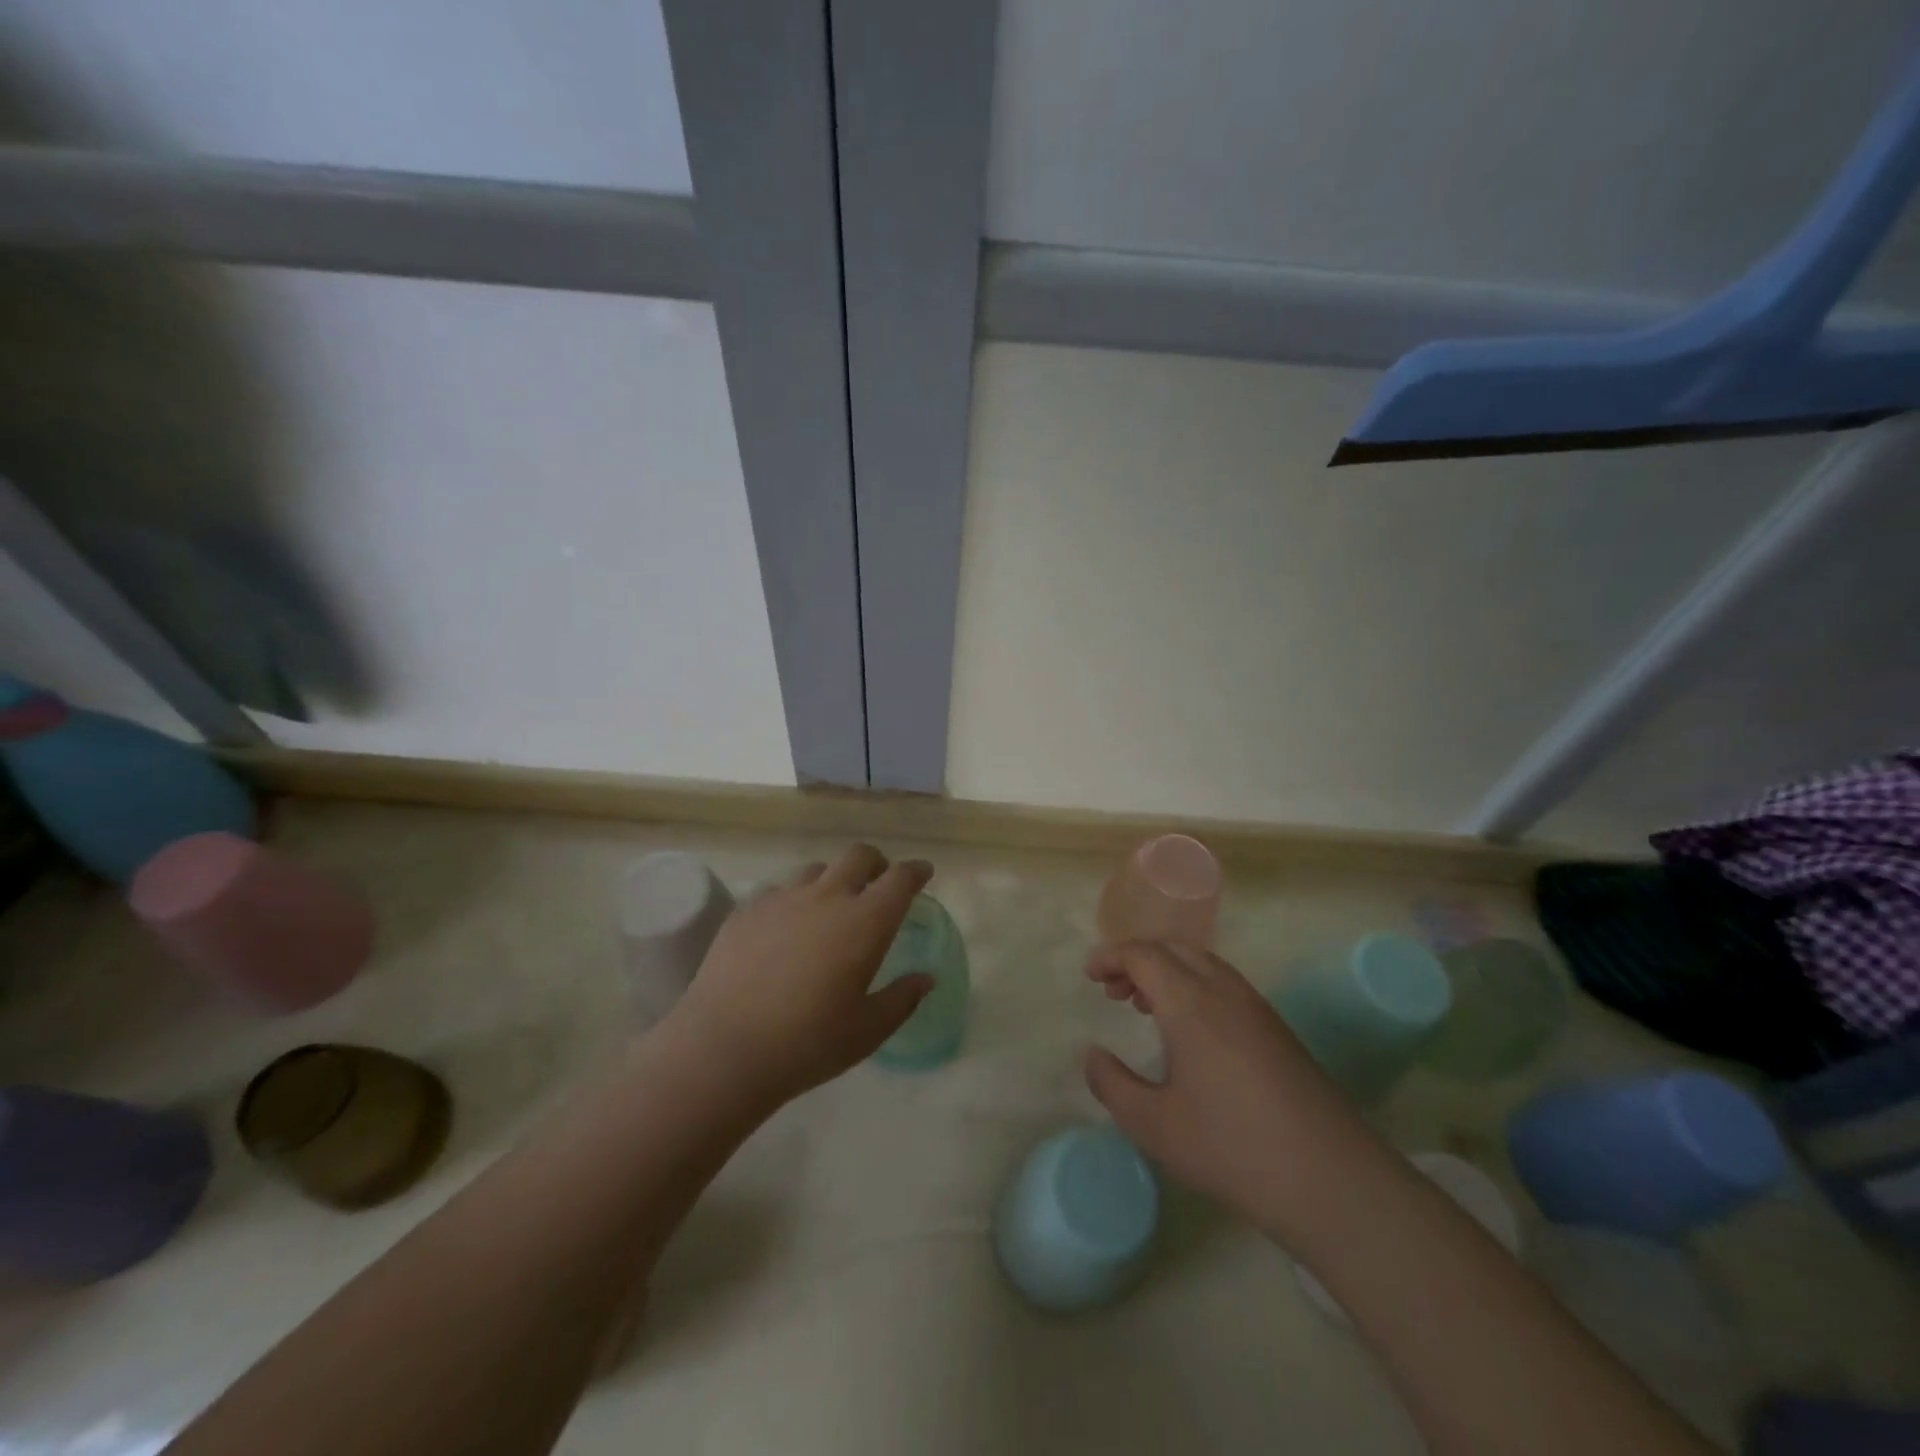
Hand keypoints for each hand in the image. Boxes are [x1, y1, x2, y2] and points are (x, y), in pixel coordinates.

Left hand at [661, 845, 933, 1108]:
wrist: (724, 1048)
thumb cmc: (808, 1043)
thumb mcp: (868, 1031)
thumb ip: (902, 998)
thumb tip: (925, 978)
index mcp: (865, 922)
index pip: (900, 879)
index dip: (916, 871)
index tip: (923, 873)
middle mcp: (827, 897)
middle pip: (858, 856)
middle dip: (876, 863)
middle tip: (879, 883)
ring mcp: (783, 899)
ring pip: (817, 869)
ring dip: (833, 879)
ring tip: (831, 907)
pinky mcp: (747, 911)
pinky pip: (780, 891)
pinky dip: (794, 900)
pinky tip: (787, 929)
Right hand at [1083, 941, 1367, 1234]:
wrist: (1333, 1180)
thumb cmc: (1233, 1149)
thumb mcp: (1155, 1126)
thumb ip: (1112, 1085)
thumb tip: (1092, 1054)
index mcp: (1190, 1003)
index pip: (1144, 954)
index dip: (1111, 957)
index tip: (1090, 976)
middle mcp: (1224, 991)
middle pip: (1174, 948)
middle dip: (1138, 959)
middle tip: (1114, 991)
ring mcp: (1257, 1008)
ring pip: (1203, 963)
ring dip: (1168, 971)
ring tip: (1146, 1006)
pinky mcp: (1277, 1029)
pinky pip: (1224, 984)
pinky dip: (1194, 985)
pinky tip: (1190, 1031)